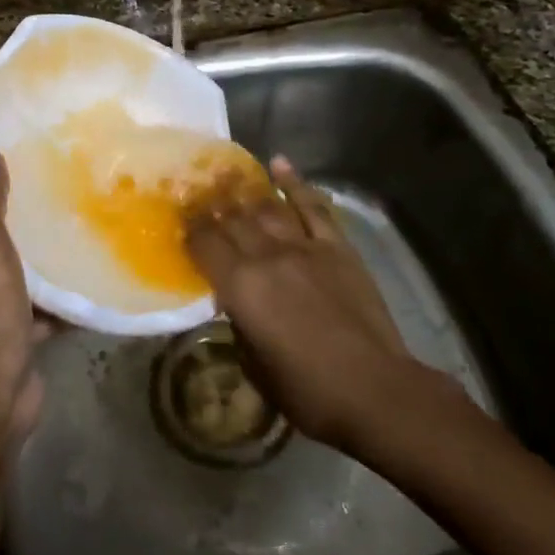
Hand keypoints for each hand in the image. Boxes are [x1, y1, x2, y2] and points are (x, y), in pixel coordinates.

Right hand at [184, 157, 464, 450]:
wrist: (375, 390)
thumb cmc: (307, 391)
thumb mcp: (254, 364)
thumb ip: (239, 323)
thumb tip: (235, 303)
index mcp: (240, 286)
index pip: (204, 244)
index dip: (189, 230)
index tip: (180, 221)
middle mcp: (267, 256)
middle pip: (231, 219)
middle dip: (209, 203)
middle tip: (195, 190)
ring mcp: (304, 246)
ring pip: (266, 207)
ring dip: (243, 188)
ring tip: (225, 172)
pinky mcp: (337, 247)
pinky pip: (313, 207)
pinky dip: (295, 183)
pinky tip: (278, 163)